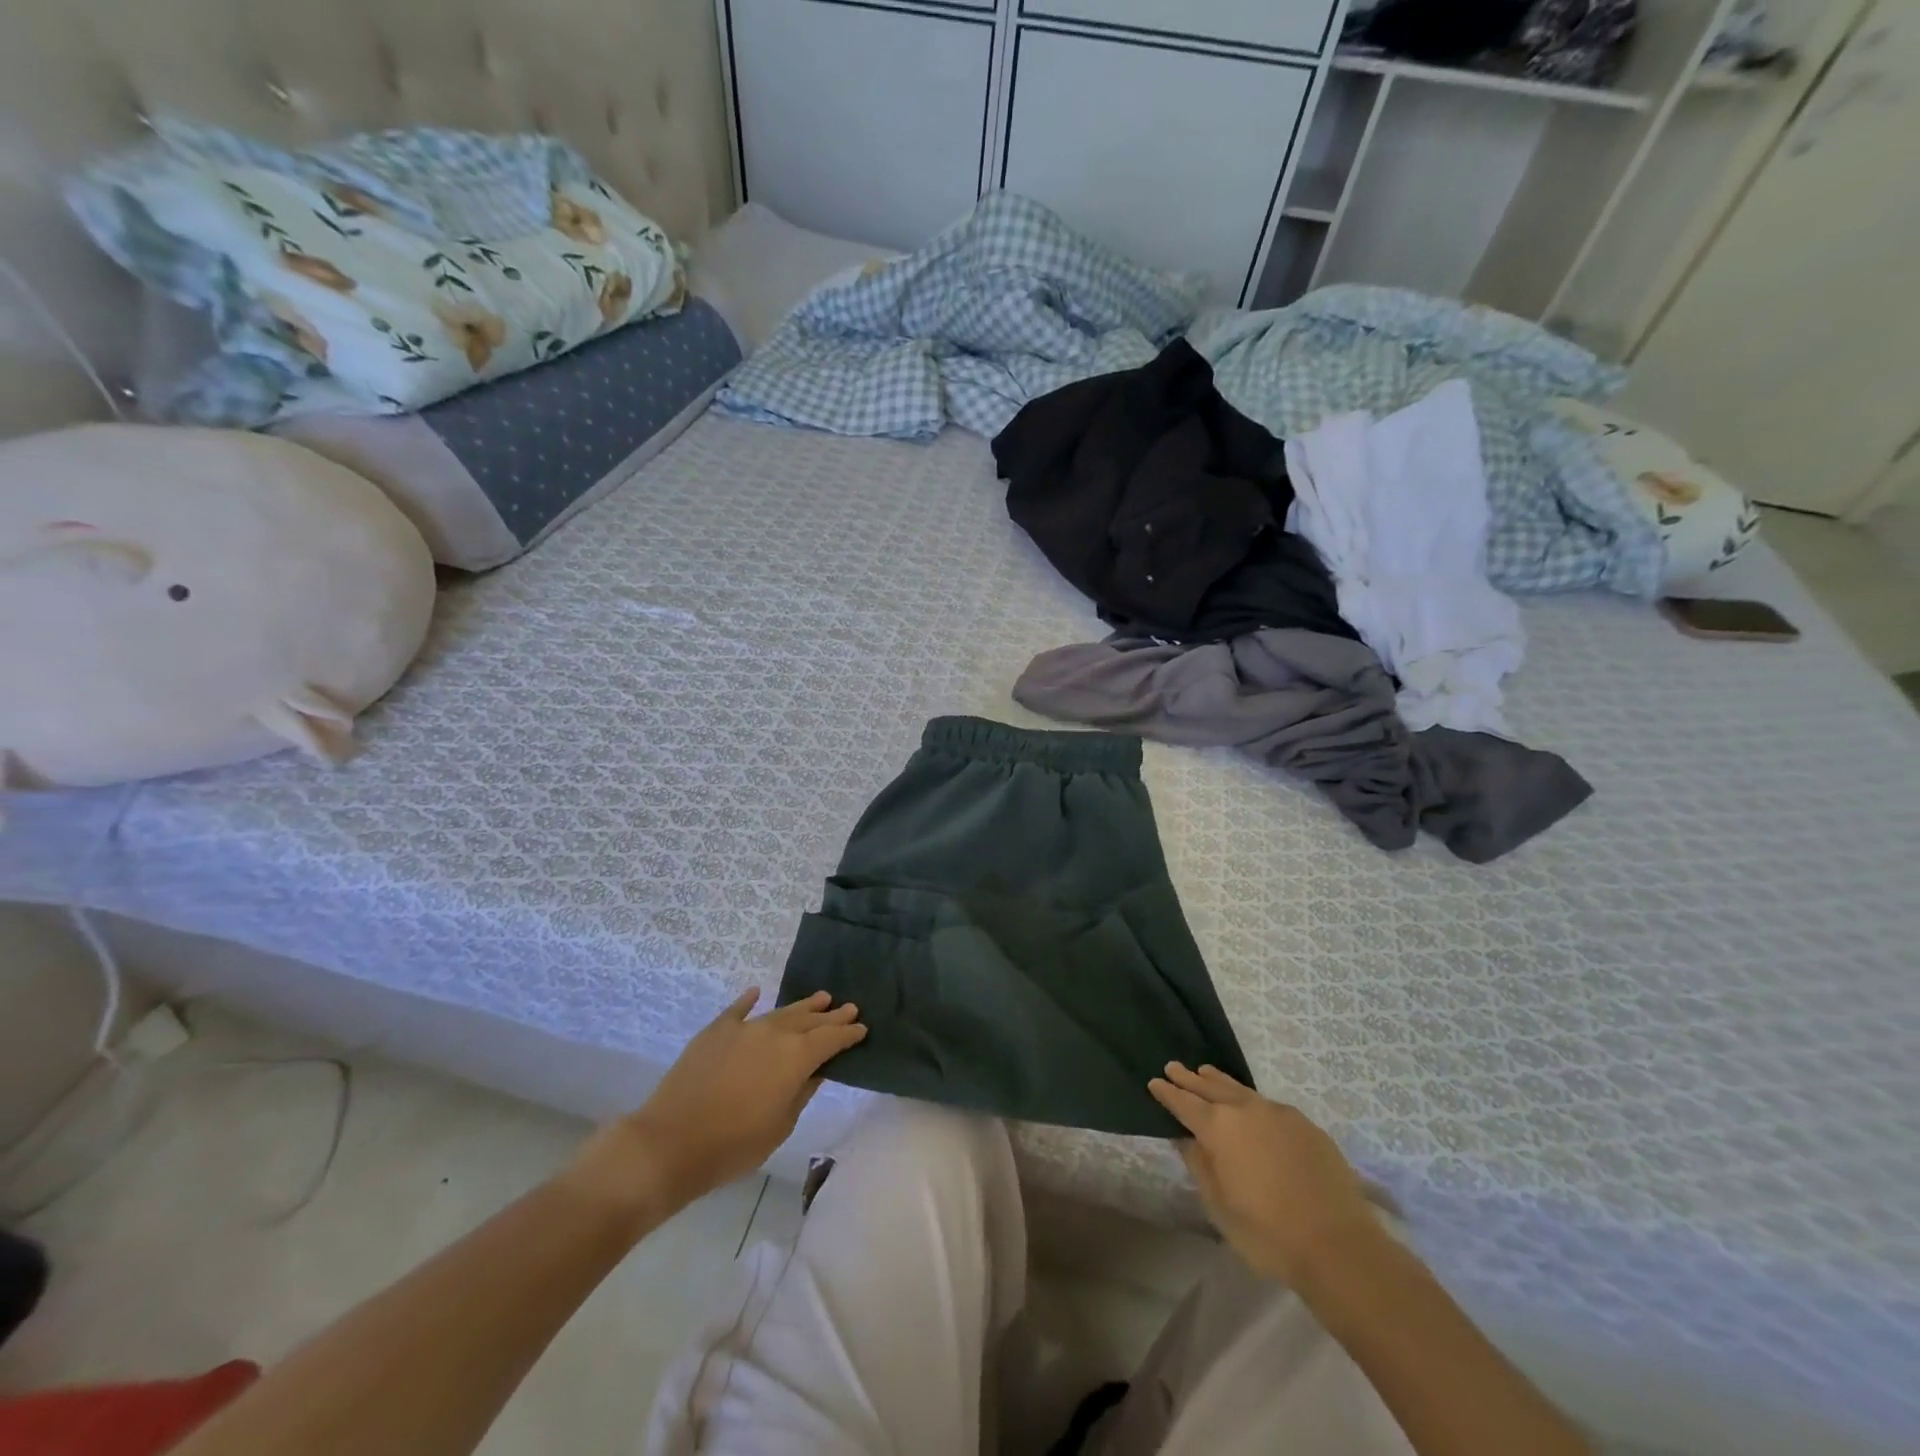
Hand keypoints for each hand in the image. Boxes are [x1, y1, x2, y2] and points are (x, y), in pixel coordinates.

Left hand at [568, 989, 866, 1223]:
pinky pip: (738, 1009)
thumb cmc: (733, 1144)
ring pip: (780, 1012)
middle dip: (831, 1015)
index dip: (849, 1033)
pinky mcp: (715, 1031)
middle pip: (809, 1020)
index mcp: (796, 1057)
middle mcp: (775, 1033)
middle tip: (849, 1006)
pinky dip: (750, 1000)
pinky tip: (757, 992)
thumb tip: (816, 1070)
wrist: (671, 1142)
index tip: (862, 1028)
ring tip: (821, 997)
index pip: (831, 1039)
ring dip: (802, 1006)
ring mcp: (743, 1028)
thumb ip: (802, 1092)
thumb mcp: (781, 1125)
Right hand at [1149, 1062, 1375, 1285]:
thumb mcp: (1219, 1206)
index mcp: (1219, 1128)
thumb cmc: (1268, 1234)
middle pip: (1211, 1087)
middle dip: (1190, 1079)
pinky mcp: (1306, 1125)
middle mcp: (1246, 1110)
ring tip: (1205, 1072)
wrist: (1339, 1247)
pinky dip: (1250, 1100)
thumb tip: (1185, 1138)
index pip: (1184, 1103)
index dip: (1167, 1093)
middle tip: (1174, 1066)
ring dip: (1219, 1081)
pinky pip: (1268, 1104)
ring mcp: (1279, 1113)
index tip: (1154, 1082)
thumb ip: (1199, 1165)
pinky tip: (1251, 1107)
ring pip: (1240, 1090)